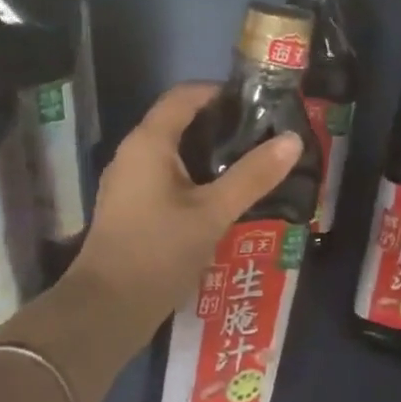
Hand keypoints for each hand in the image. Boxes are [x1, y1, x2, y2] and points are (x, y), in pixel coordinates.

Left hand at [69, 83, 302, 338]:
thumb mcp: (213, 213)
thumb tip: (292, 140)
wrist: (108, 309)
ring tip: (252, 166)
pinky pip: (167, 179)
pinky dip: (196, 179)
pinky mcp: (131, 209)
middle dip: (221, 126)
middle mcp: (133, 154)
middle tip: (264, 136)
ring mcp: (129, 183)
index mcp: (148, 143)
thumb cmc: (159, 252)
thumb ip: (253, 176)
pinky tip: (223, 199)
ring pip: (174, 154)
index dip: (220, 92)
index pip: (184, 96)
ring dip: (210, 156)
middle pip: (179, 123)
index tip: (259, 103)